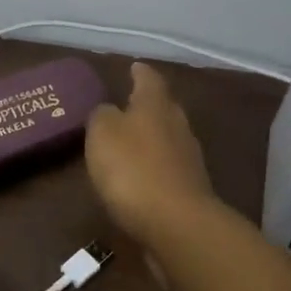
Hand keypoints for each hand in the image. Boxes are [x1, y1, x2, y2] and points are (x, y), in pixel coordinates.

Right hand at [84, 62, 218, 245]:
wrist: (176, 224)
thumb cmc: (133, 169)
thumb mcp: (102, 134)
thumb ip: (102, 116)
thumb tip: (108, 110)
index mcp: (155, 105)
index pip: (149, 80)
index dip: (139, 72)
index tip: (133, 66)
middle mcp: (177, 125)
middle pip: (164, 107)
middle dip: (147, 104)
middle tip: (129, 102)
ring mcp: (188, 158)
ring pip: (168, 137)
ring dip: (152, 136)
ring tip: (131, 139)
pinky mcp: (189, 188)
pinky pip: (168, 167)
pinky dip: (155, 165)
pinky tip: (141, 174)